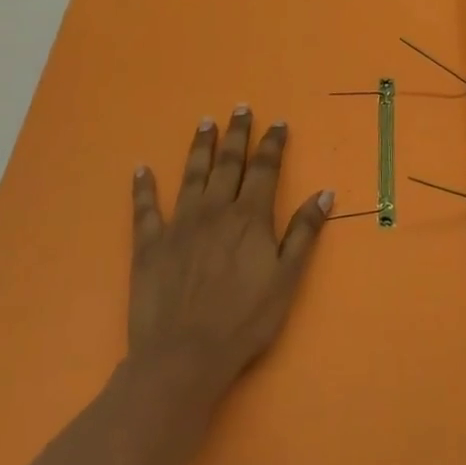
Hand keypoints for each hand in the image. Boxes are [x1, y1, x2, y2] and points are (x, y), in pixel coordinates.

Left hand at [126, 107, 332, 407]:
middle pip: (229, 163)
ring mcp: (179, 224)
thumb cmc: (244, 320)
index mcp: (250, 217)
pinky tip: (141, 169)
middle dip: (237, 134)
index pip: (265, 169)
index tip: (278, 123)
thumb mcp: (287, 278)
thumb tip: (325, 193)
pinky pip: (145, 208)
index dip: (273, 144)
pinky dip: (143, 187)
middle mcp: (216, 210)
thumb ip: (304, 232)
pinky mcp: (149, 244)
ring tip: (205, 122)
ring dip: (200, 147)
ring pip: (191, 175)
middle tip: (240, 108)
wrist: (183, 356)